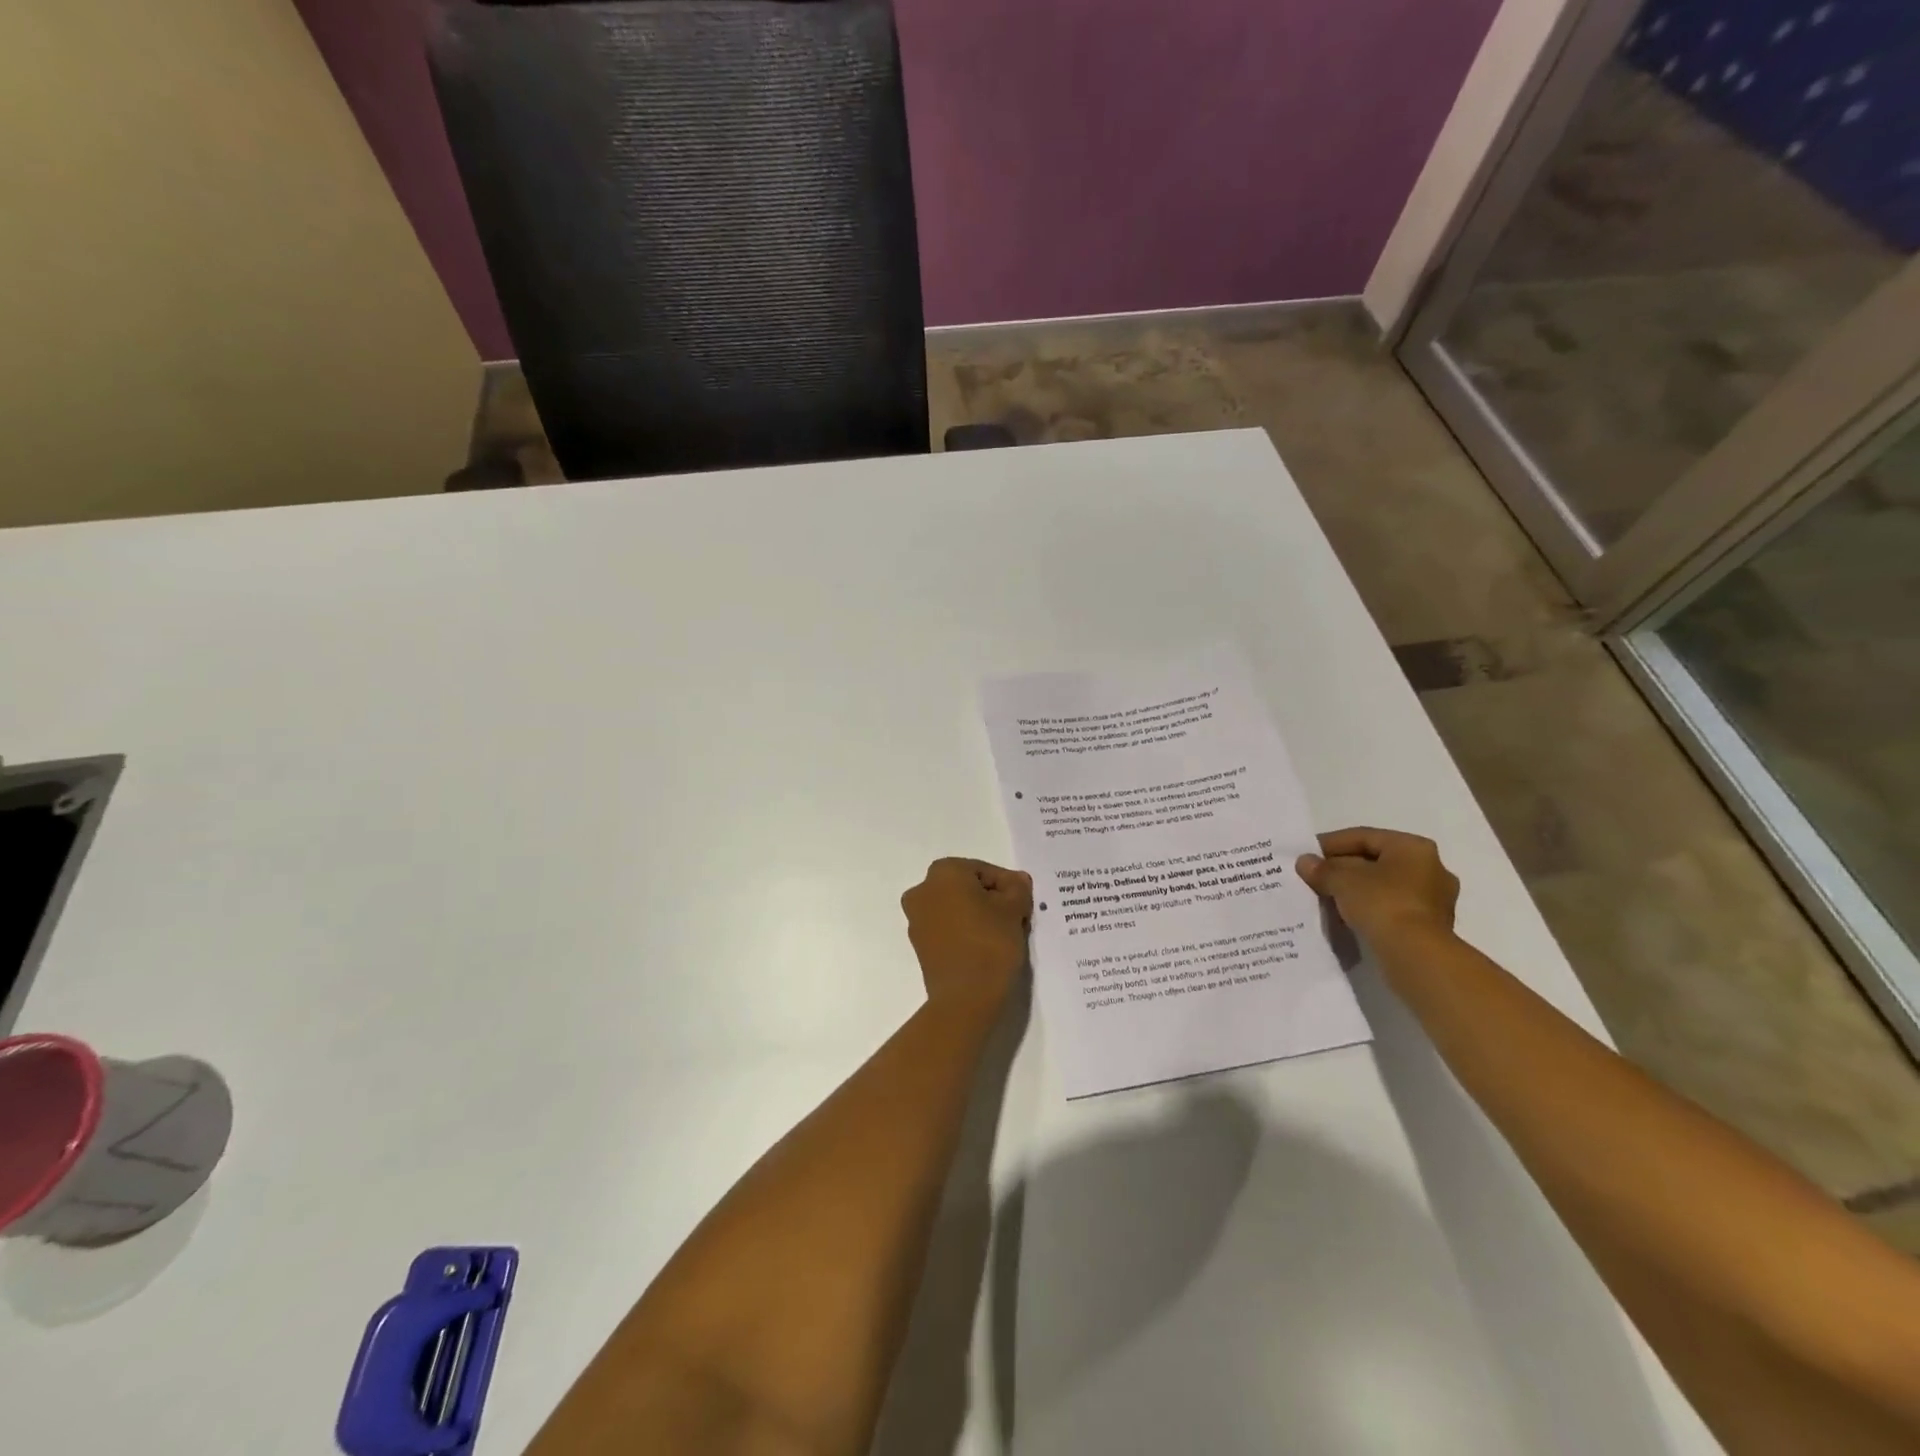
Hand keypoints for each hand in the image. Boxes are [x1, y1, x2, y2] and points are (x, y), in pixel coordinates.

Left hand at [901, 858, 1032, 1014]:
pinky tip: (986, 948)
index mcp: (943, 872)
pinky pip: (948, 929)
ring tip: (1004, 935)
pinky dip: (966, 932)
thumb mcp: (1014, 909)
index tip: (1023, 905)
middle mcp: (922, 890)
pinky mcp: (920, 945)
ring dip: (979, 916)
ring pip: (957, 908)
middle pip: (967, 888)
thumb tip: (1016, 882)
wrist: (965, 998)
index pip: (984, 871)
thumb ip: (1017, 888)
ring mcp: (917, 919)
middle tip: (1016, 918)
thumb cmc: (990, 942)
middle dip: (992, 900)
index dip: (1008, 886)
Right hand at [1296, 827, 1458, 948]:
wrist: (1416, 956)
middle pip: (1375, 861)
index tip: (1306, 854)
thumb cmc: (1382, 904)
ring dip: (1355, 889)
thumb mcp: (1342, 880)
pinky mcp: (1430, 926)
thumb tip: (1305, 862)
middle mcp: (1431, 868)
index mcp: (1413, 847)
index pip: (1364, 837)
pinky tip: (1347, 915)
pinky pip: (1391, 907)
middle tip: (1315, 876)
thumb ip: (1322, 869)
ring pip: (1384, 886)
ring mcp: (1434, 899)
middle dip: (1343, 868)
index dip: (1330, 843)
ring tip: (1326, 896)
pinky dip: (1369, 908)